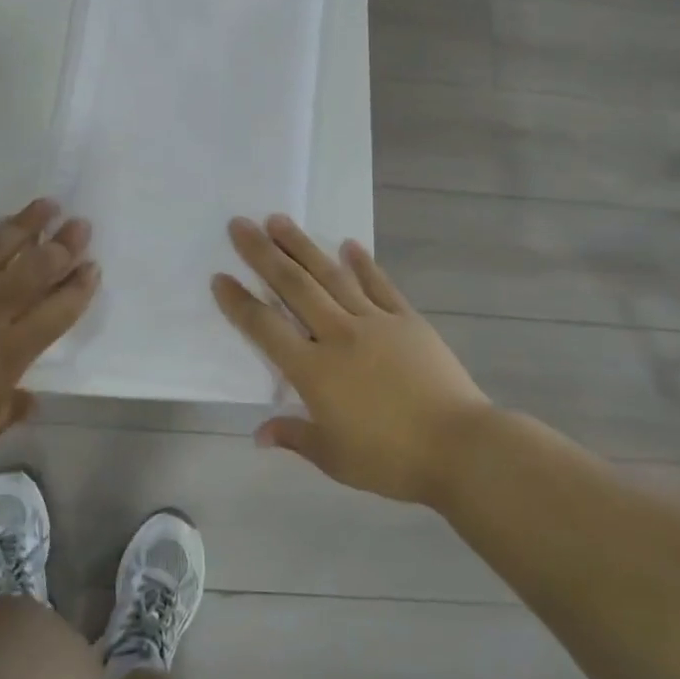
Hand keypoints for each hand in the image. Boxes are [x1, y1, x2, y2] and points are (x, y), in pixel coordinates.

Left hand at [0, 198, 97, 486]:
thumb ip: (9, 409)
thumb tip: (30, 398)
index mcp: (8, 353)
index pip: (55, 312)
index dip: (78, 288)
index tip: (93, 265)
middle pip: (31, 271)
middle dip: (61, 245)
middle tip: (80, 222)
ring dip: (22, 225)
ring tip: (44, 204)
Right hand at [213, 214, 491, 505]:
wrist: (459, 446)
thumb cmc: (391, 458)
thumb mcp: (335, 458)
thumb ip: (294, 438)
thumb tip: (258, 434)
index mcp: (313, 370)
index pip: (265, 328)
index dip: (239, 303)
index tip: (220, 277)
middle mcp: (337, 335)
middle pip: (293, 286)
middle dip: (262, 254)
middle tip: (240, 224)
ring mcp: (374, 321)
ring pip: (330, 275)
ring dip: (302, 246)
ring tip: (279, 220)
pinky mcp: (406, 319)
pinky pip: (379, 285)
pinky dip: (362, 263)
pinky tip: (348, 244)